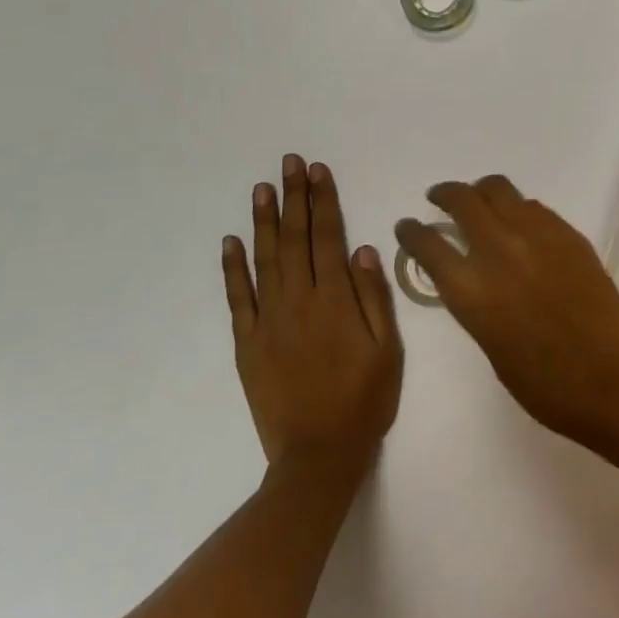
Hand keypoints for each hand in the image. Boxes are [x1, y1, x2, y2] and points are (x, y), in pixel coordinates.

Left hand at [222, 156, 402, 474]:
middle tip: (289, 163)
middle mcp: (299, 302)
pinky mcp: (247, 343)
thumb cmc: (365, 399)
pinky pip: (237, 298)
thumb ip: (374, 296)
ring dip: (264, 221)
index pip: (328, 238)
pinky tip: (231, 241)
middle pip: (295, 240)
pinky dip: (232, 268)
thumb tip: (363, 249)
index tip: (318, 171)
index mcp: (336, 301)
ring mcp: (268, 321)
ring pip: (264, 260)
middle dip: (294, 198)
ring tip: (262, 188)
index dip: (323, 202)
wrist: (319, 454)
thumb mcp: (388, 348)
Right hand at [395, 176, 618, 439]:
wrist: (610, 376)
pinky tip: (519, 223)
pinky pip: (534, 207)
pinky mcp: (568, 233)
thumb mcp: (489, 344)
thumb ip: (474, 301)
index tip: (407, 226)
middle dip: (445, 195)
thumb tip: (471, 274)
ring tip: (479, 202)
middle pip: (463, 201)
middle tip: (439, 198)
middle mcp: (500, 251)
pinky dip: (517, 209)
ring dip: (481, 193)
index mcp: (472, 290)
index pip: (428, 245)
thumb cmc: (544, 383)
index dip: (411, 232)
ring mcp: (538, 236)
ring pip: (500, 191)